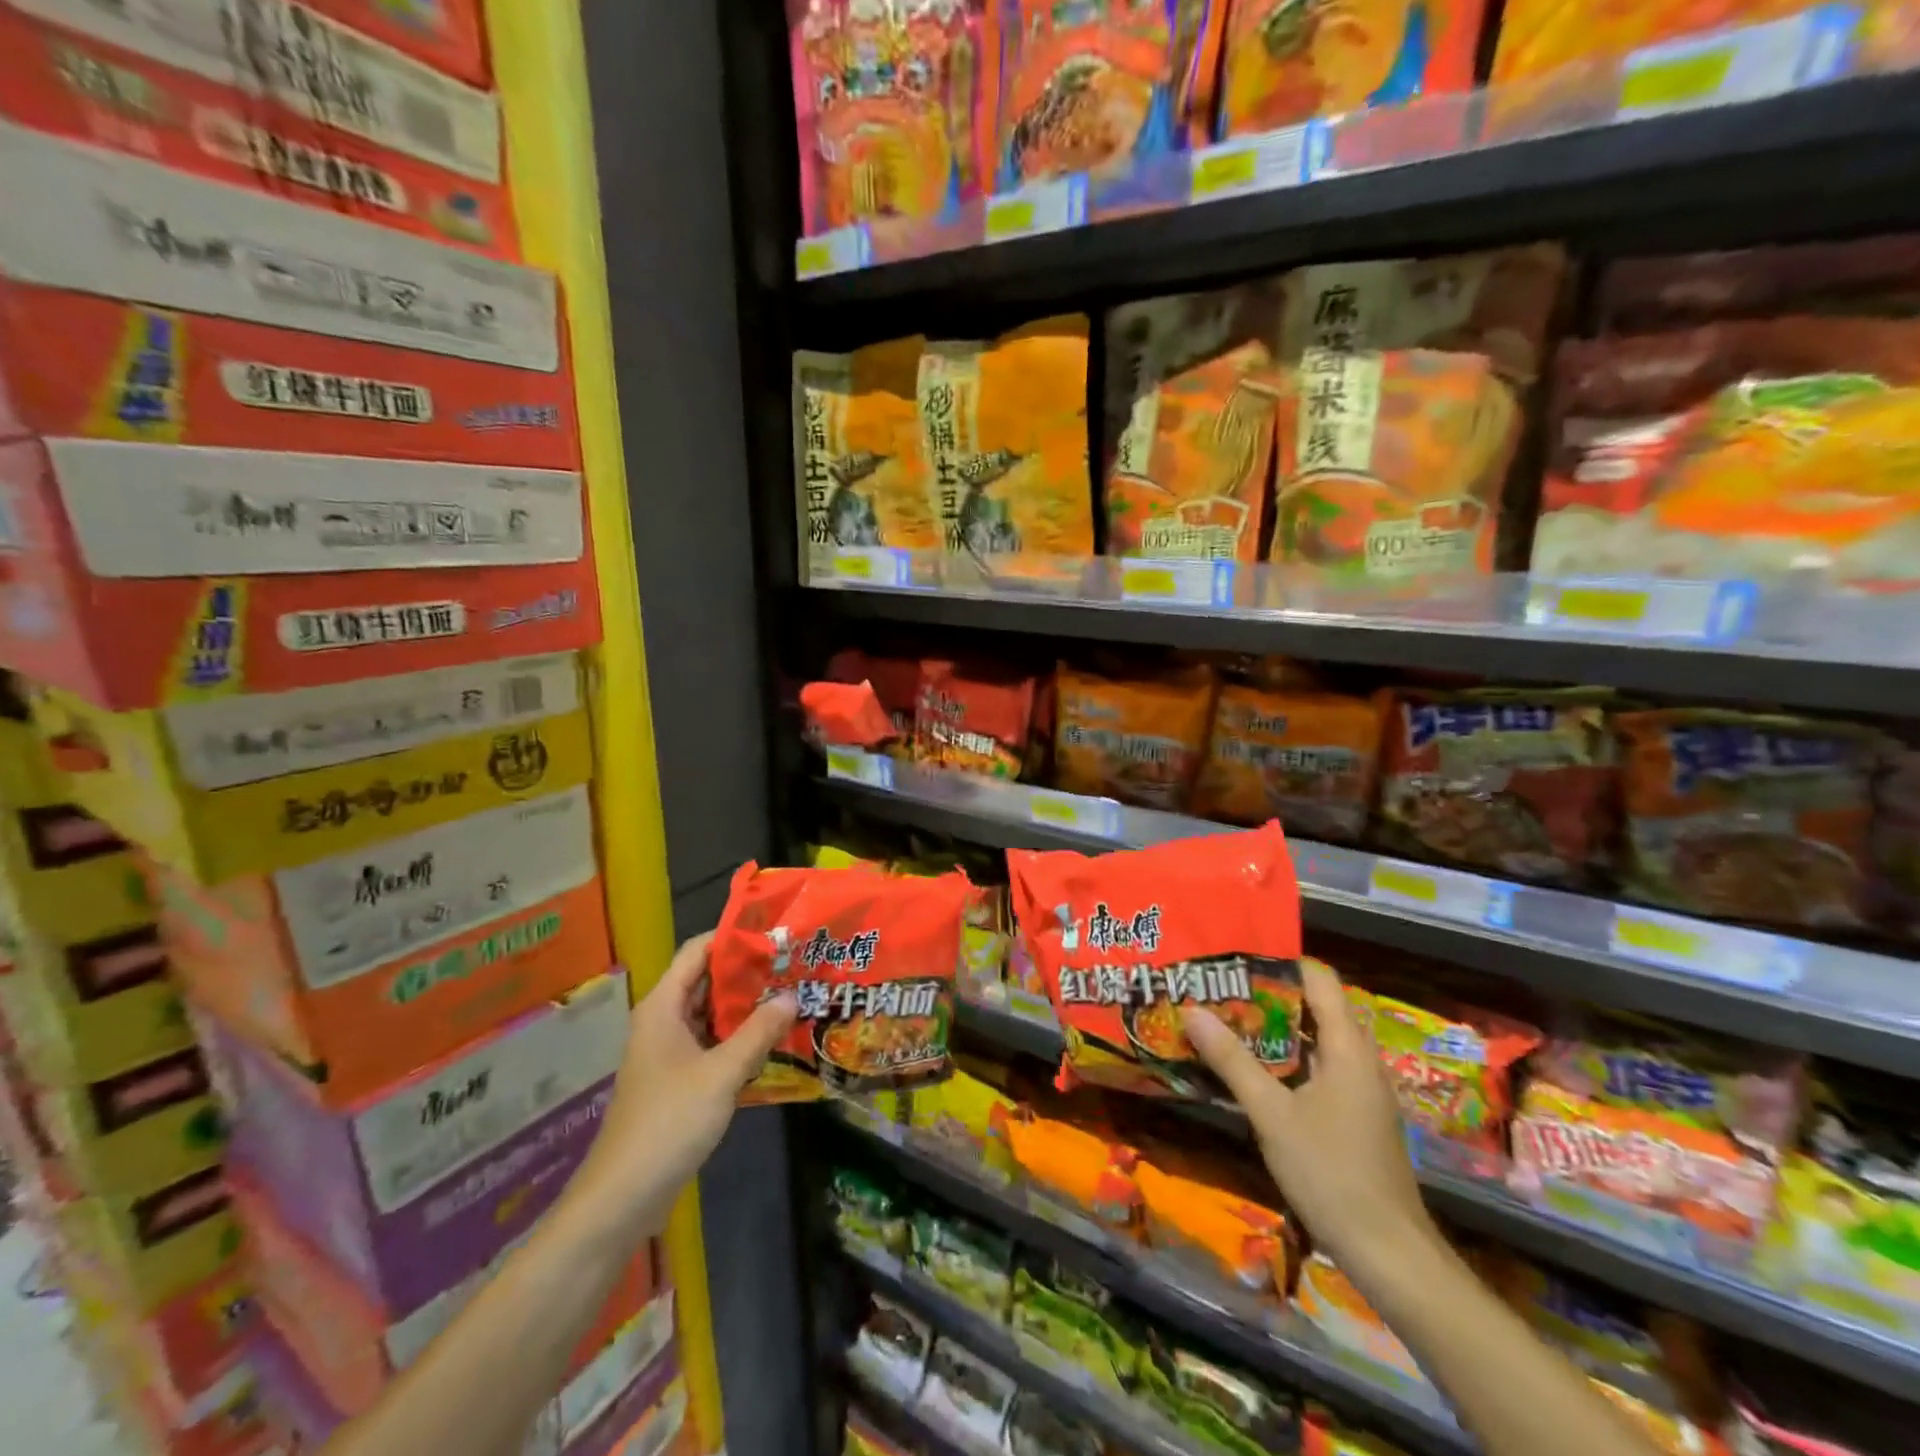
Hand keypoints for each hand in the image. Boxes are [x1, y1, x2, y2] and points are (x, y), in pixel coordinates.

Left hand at [570, 932, 796, 1234]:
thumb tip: (793, 995)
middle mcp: (663, 1021)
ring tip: (792, 993)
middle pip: (706, 980)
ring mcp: (669, 1052)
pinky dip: (739, 1037)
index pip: (697, 951)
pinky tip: (773, 1039)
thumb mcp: (722, 1074)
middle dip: (747, 971)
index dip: (732, 936)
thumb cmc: (669, 1122)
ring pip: (711, 1014)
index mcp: (662, 1007)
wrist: (623, 1197)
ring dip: (746, 1006)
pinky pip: (711, 1043)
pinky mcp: (677, 1079)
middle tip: (793, 962)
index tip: (773, 931)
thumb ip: (758, 1032)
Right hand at [1181, 957, 1436, 1275]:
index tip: (1234, 956)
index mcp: (1348, 1047)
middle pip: (1315, 1005)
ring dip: (1274, 1028)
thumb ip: (1232, 1060)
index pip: (1319, 978)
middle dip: (1267, 993)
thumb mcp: (1272, 1114)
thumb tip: (1191, 1010)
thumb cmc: (1331, 1173)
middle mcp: (1359, 1058)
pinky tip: (1250, 1068)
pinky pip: (1318, 1067)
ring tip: (1225, 1017)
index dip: (1279, 960)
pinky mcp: (1354, 1114)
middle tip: (1218, 985)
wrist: (1389, 1254)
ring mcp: (1360, 1089)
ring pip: (1314, 1039)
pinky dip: (1285, 1058)